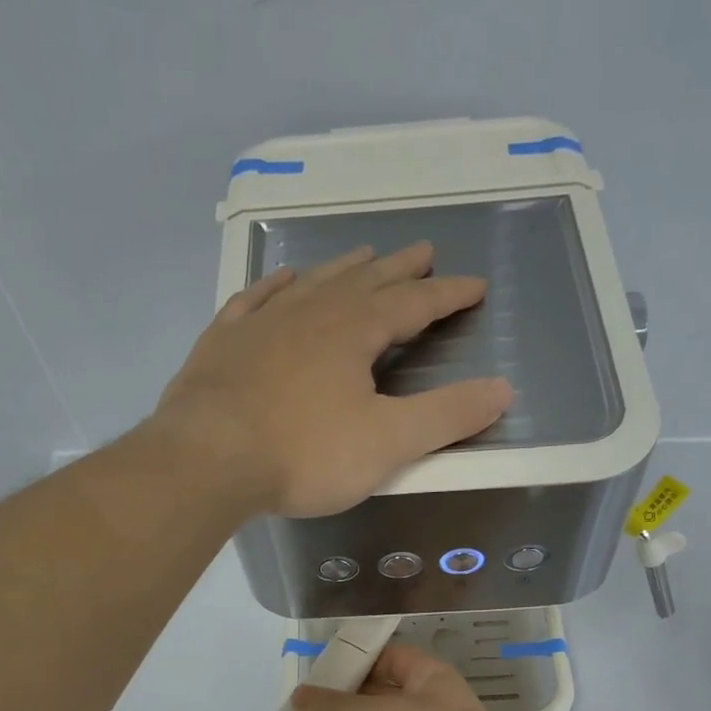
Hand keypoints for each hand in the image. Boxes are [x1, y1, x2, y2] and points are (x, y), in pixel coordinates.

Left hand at [154, 243, 511, 517]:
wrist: (207, 460)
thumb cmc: (304, 454)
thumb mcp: (388, 442)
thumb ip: (447, 416)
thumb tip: (503, 389)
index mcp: (354, 331)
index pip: (414, 304)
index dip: (448, 294)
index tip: (475, 285)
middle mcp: (310, 313)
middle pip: (365, 281)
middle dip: (400, 269)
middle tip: (423, 250)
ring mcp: (261, 323)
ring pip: (313, 284)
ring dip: (343, 269)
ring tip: (363, 255)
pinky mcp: (222, 343)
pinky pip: (254, 300)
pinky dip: (274, 287)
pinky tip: (283, 280)